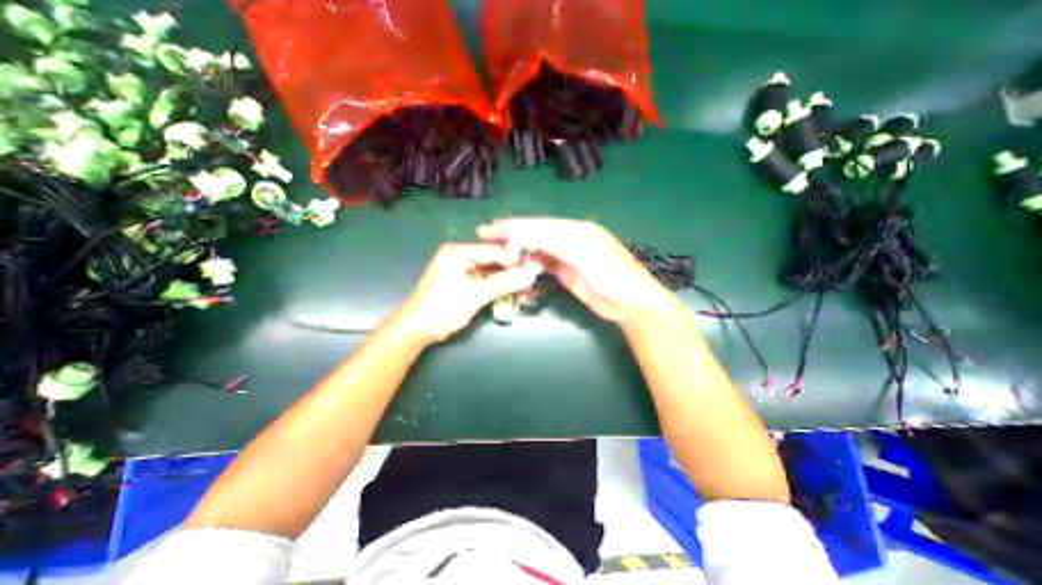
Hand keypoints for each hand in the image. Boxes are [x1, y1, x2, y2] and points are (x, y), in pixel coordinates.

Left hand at [397, 241, 545, 342]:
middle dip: (513, 273)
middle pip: (494, 261)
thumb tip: (529, 276)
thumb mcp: (474, 295)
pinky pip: (486, 283)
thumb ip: (502, 284)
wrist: (417, 329)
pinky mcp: (464, 285)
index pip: (494, 251)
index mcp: (459, 252)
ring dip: (508, 283)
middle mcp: (461, 257)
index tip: (535, 268)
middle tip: (533, 281)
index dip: (515, 260)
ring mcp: (462, 271)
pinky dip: (498, 290)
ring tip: (527, 292)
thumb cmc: (442, 308)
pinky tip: (514, 296)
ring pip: (492, 273)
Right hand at [478, 217, 671, 320]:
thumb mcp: (587, 258)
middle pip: (537, 235)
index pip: (542, 225)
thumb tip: (529, 234)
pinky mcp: (566, 273)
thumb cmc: (613, 277)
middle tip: (487, 234)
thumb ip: (558, 245)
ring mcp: (567, 257)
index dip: (518, 225)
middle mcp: (570, 240)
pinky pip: (543, 265)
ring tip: (496, 249)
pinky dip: (529, 264)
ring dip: (519, 249)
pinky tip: (516, 264)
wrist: (630, 304)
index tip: (495, 226)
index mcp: (578, 230)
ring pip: (538, 249)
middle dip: (513, 234)